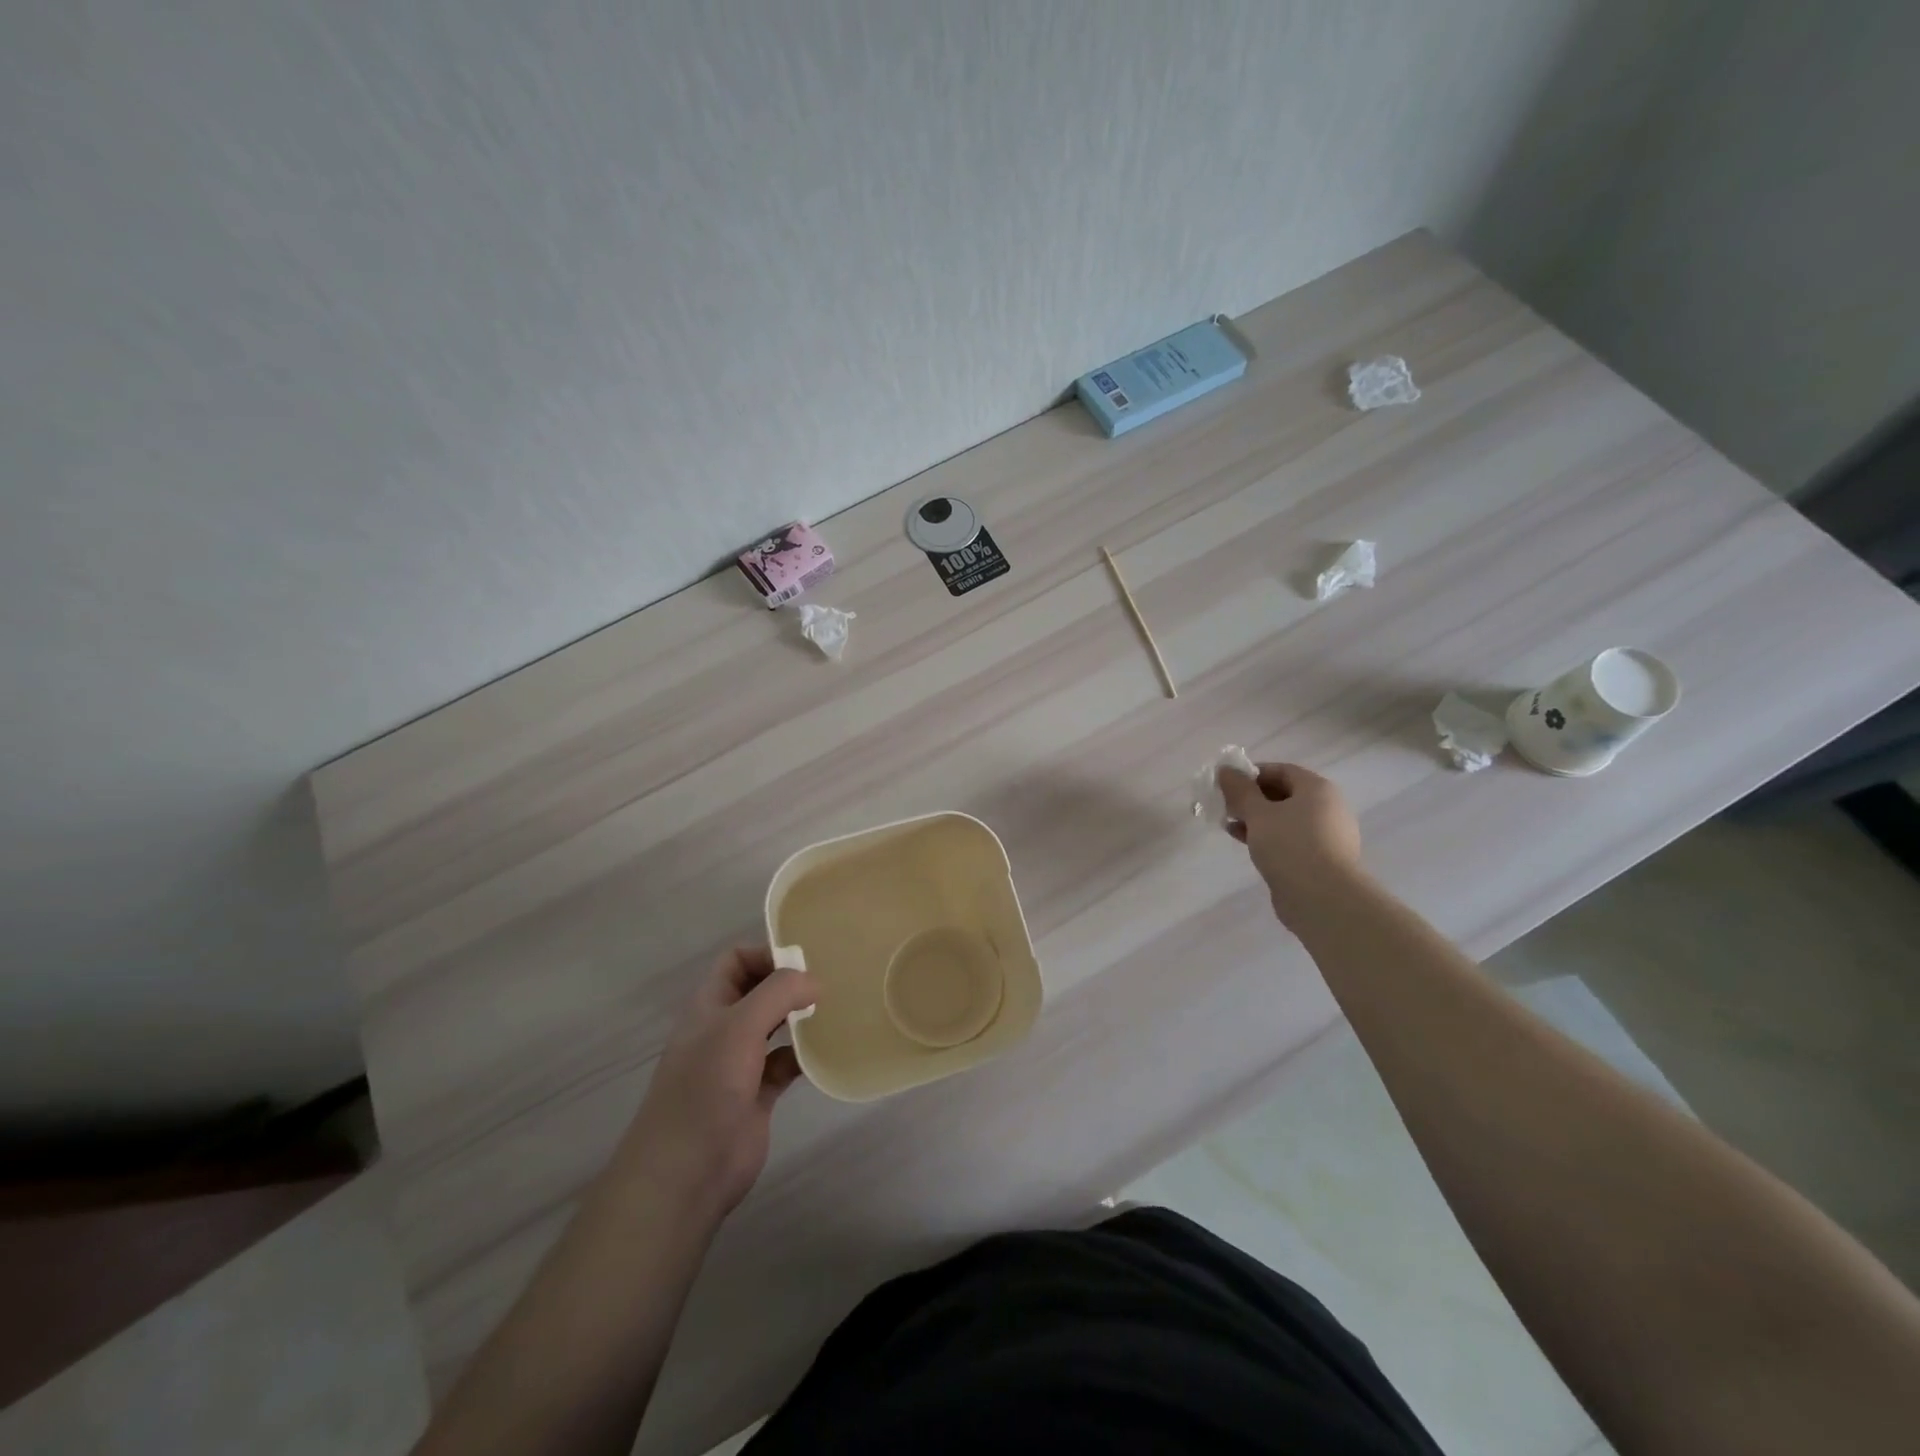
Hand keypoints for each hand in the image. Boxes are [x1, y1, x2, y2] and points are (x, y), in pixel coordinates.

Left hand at [616, 946, 818, 1219]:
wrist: (686, 1172)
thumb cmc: (706, 1087)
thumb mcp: (740, 1026)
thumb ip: (778, 993)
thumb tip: (814, 981)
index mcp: (709, 1005)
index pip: (736, 961)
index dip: (766, 954)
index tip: (804, 962)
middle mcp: (723, 1029)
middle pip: (759, 991)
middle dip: (789, 983)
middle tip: (829, 982)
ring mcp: (740, 1063)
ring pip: (775, 1027)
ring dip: (800, 1018)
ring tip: (835, 1009)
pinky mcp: (758, 1095)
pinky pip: (786, 1064)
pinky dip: (805, 1056)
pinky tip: (826, 1052)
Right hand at [1217, 762, 1364, 925]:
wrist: (1323, 898)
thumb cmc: (1290, 845)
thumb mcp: (1258, 813)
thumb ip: (1239, 790)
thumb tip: (1225, 770)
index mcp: (1318, 789)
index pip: (1282, 770)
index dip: (1252, 774)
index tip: (1227, 785)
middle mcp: (1327, 808)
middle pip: (1284, 794)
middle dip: (1251, 799)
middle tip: (1226, 806)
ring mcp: (1326, 836)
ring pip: (1285, 819)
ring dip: (1256, 820)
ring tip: (1229, 826)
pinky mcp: (1320, 859)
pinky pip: (1290, 839)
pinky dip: (1268, 837)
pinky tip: (1245, 844)